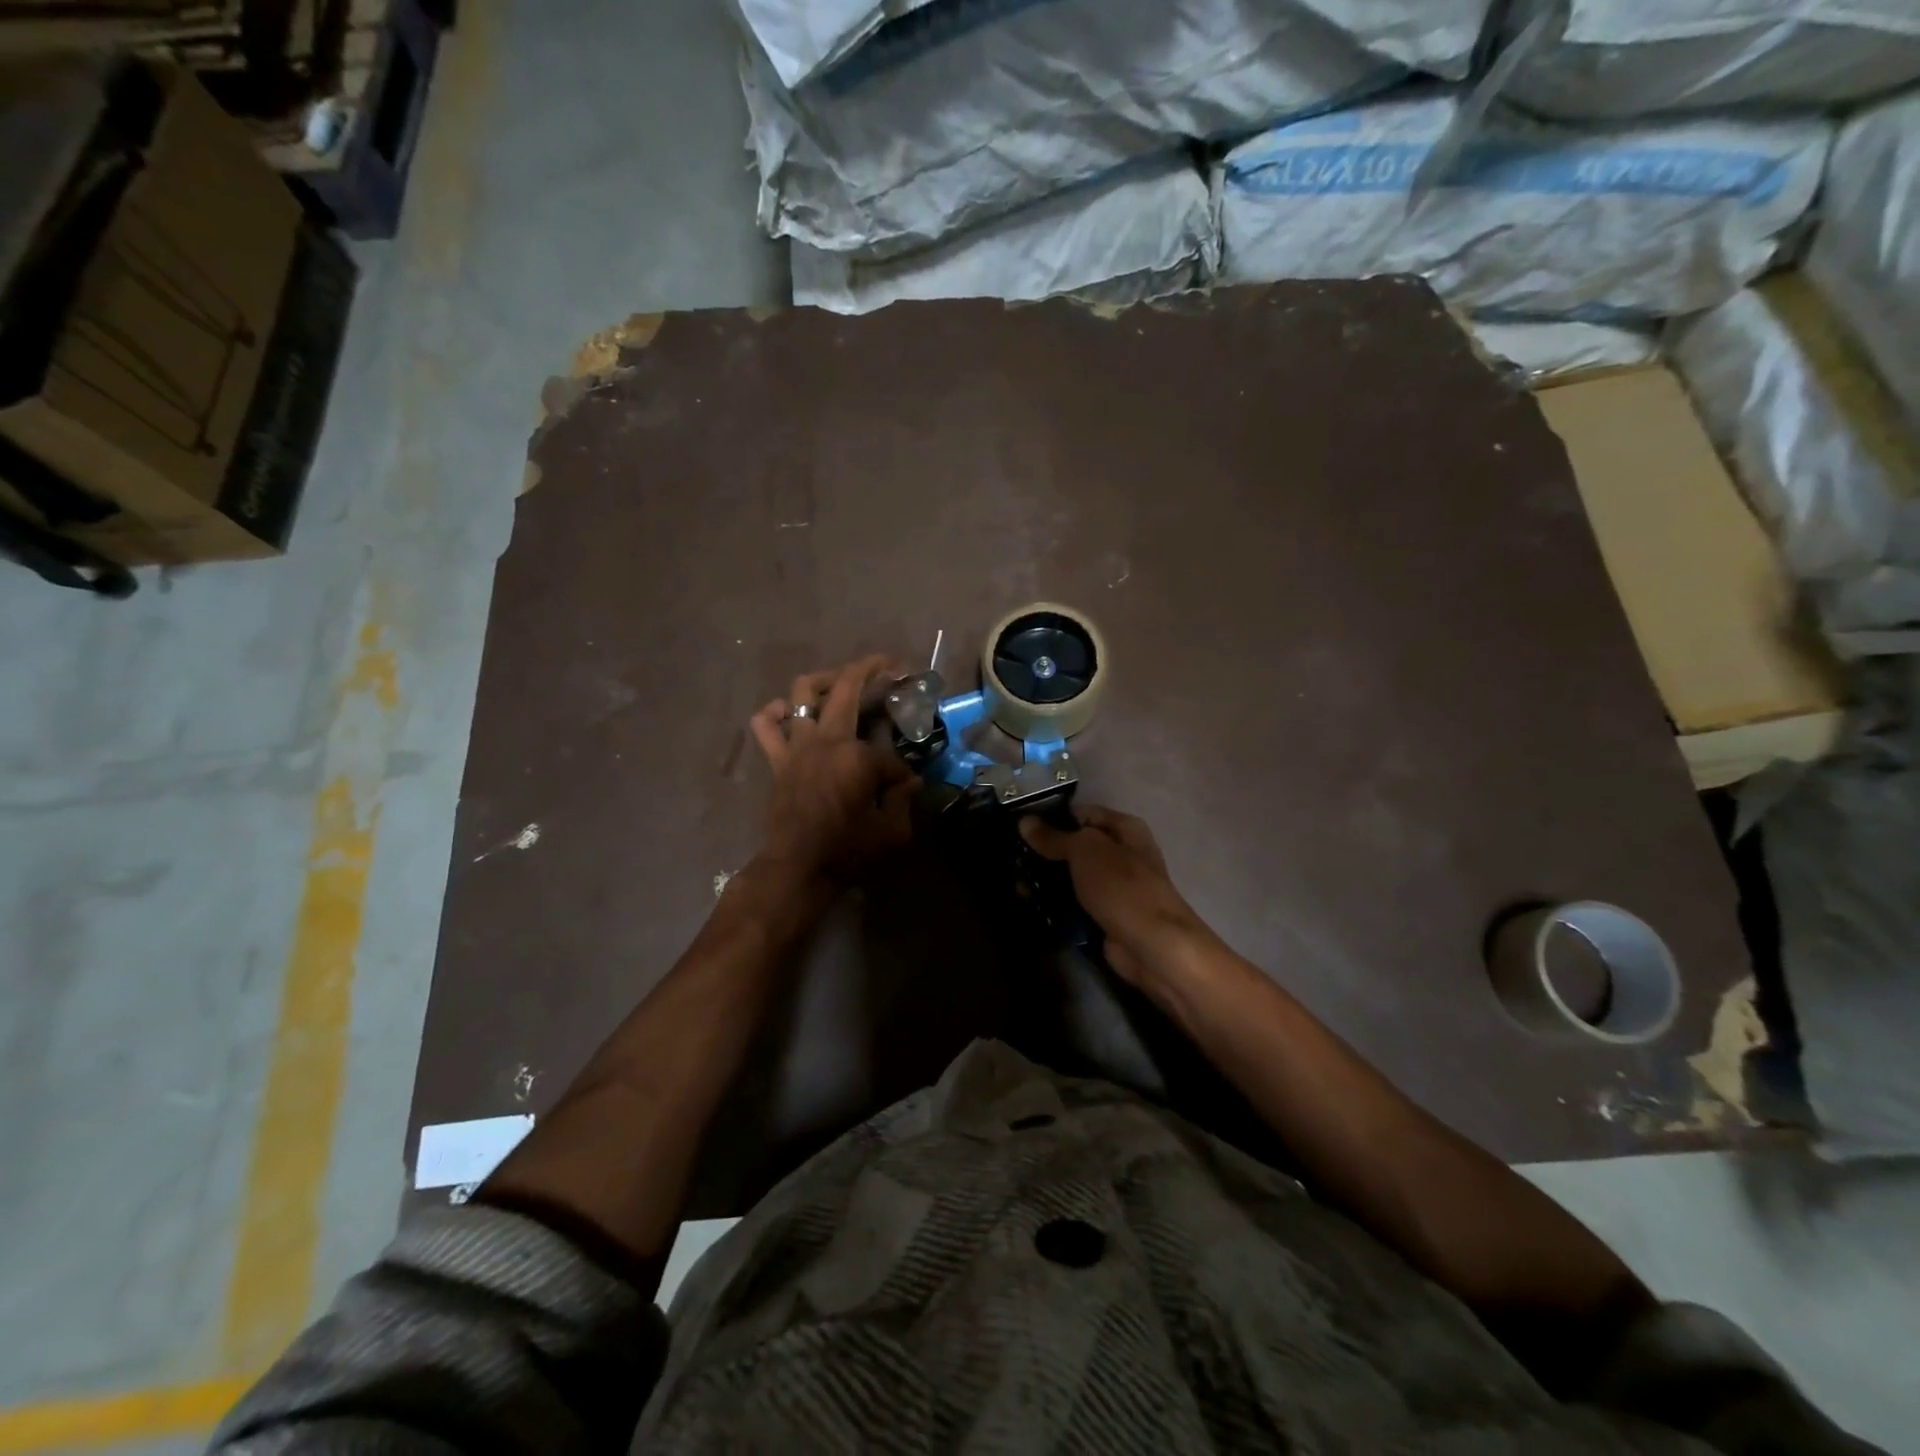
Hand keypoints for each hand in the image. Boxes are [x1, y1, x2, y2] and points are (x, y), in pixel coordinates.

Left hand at [749, 655, 916, 881]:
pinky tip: (789, 712)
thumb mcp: (893, 831)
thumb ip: (903, 800)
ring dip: (824, 679)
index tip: (907, 784)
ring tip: (841, 681)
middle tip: (891, 666)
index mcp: (858, 757)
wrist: (797, 868)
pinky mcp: (778, 759)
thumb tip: (909, 781)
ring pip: (803, 691)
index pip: (889, 752)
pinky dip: (775, 713)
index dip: (902, 769)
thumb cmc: (847, 851)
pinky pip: (766, 725)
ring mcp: (798, 745)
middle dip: (872, 669)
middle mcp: (827, 739)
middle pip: (848, 687)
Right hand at [1020, 806, 1215, 991]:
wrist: (1152, 946)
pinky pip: (1073, 903)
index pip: (1082, 813)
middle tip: (1011, 855)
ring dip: (1046, 879)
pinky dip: (1054, 904)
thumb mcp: (1086, 851)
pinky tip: (1028, 903)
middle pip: (1075, 846)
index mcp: (1125, 829)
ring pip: (1071, 876)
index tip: (1020, 825)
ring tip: (1013, 881)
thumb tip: (1025, 822)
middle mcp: (1121, 854)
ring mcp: (1113, 887)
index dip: (1052, 816)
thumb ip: (1055, 837)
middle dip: (1045, 851)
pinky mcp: (1104, 915)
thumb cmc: (1122, 887)